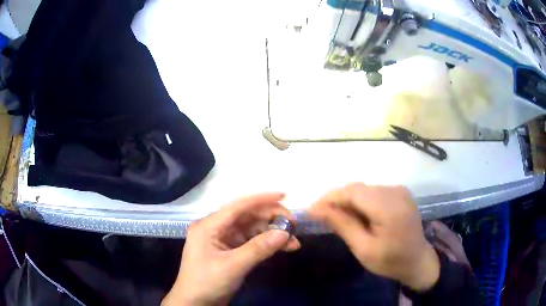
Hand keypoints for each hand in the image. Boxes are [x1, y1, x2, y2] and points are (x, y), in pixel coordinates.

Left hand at [162, 193, 299, 305]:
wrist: (195, 303)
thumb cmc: (207, 282)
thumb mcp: (233, 266)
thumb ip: (259, 248)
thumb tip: (285, 233)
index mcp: (209, 225)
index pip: (238, 206)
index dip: (262, 199)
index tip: (285, 196)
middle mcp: (216, 228)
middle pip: (247, 217)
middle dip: (271, 220)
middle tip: (294, 226)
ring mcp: (223, 240)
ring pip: (252, 230)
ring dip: (272, 234)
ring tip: (294, 242)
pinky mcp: (230, 252)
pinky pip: (251, 243)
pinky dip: (267, 245)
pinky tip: (283, 248)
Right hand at [308, 183, 439, 290]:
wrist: (417, 260)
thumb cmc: (390, 261)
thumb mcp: (363, 248)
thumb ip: (342, 225)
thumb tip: (316, 209)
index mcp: (389, 207)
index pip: (353, 192)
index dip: (329, 198)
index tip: (311, 210)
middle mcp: (395, 191)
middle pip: (358, 188)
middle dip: (337, 200)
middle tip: (321, 216)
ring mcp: (399, 190)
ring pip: (364, 189)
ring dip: (348, 200)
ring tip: (337, 217)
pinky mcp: (400, 192)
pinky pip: (373, 192)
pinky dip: (360, 201)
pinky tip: (356, 215)